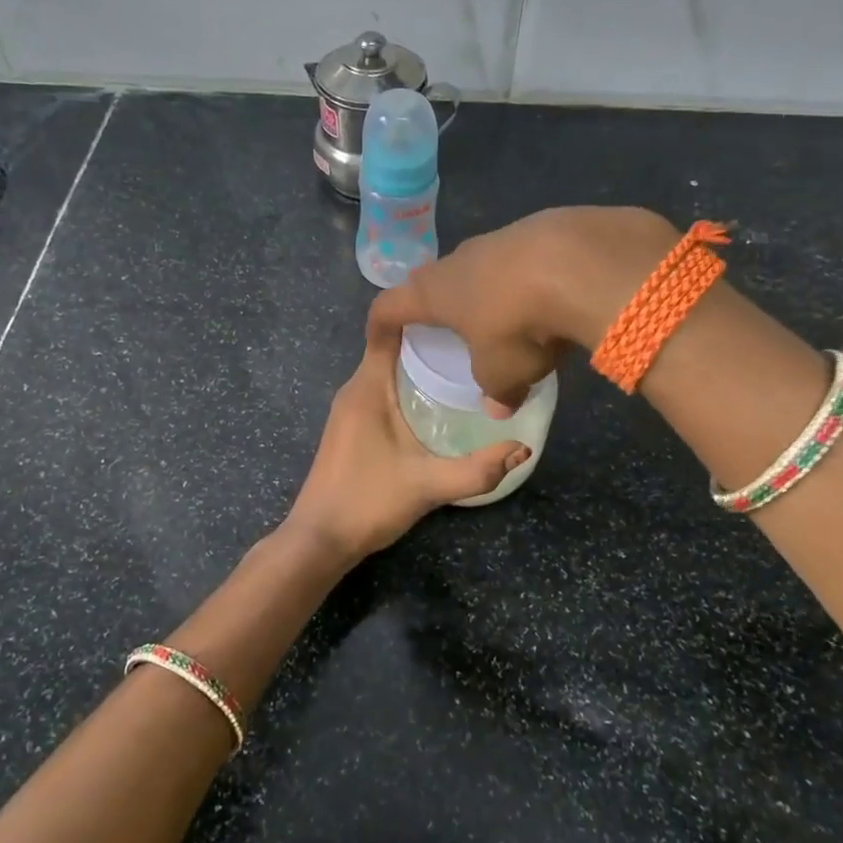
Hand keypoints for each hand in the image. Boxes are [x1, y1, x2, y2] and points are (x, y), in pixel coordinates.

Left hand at [281, 326, 530, 572]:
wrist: (319, 540)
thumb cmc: (367, 502)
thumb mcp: (428, 485)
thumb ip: (477, 469)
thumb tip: (523, 448)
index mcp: (367, 387)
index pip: (385, 329)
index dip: (416, 309)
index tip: (455, 302)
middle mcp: (354, 389)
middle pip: (391, 346)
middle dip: (429, 337)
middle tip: (475, 335)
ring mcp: (349, 408)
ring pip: (387, 369)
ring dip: (419, 363)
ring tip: (464, 362)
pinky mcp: (351, 426)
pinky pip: (382, 389)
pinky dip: (408, 384)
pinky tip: (437, 400)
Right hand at [368, 207, 677, 410]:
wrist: (578, 261)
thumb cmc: (517, 323)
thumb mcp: (503, 372)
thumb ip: (495, 391)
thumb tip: (498, 408)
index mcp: (434, 292)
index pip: (389, 305)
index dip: (380, 323)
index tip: (379, 337)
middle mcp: (457, 260)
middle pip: (433, 280)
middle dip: (435, 302)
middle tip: (444, 326)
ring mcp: (497, 238)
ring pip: (478, 266)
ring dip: (483, 288)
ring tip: (502, 314)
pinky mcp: (537, 228)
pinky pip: (519, 258)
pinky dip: (524, 277)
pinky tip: (547, 295)